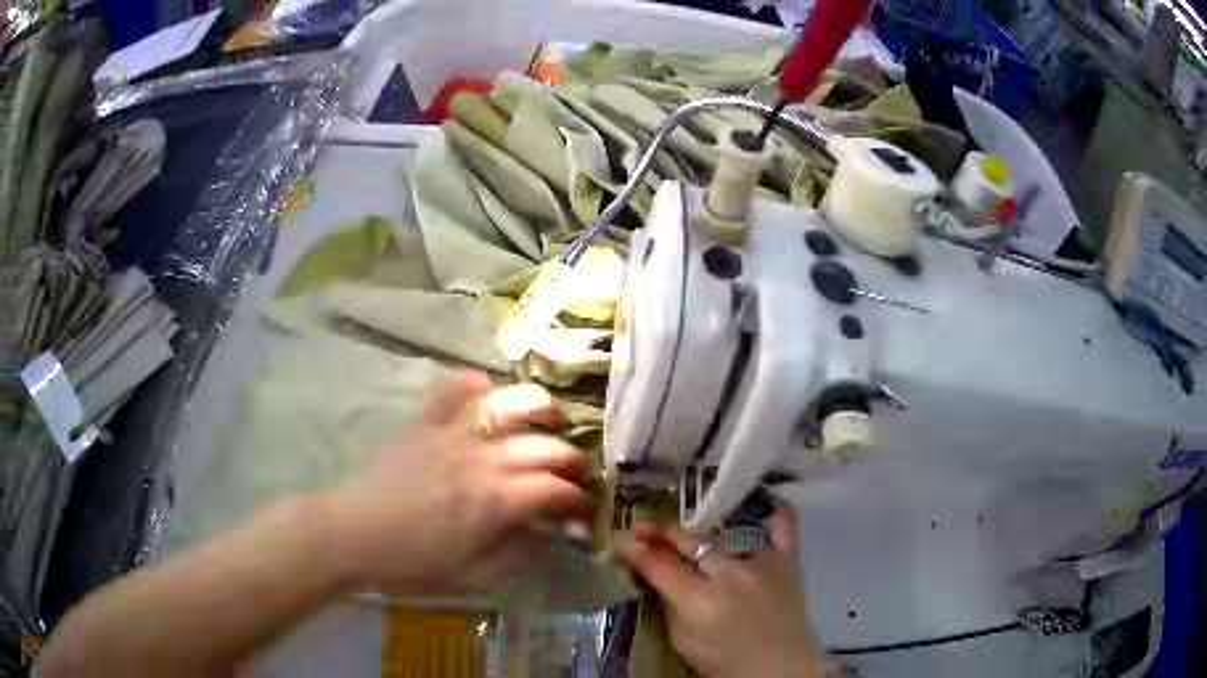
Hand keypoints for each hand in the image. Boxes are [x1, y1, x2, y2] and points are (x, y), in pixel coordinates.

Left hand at [325, 372, 591, 593]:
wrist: (351, 534)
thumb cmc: (409, 563)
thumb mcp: (470, 574)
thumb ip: (514, 551)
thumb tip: (546, 535)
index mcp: (495, 501)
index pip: (554, 491)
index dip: (579, 500)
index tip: (586, 509)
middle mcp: (482, 460)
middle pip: (543, 447)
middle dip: (571, 459)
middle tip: (577, 471)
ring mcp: (451, 436)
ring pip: (506, 406)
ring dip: (537, 406)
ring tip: (551, 414)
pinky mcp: (423, 425)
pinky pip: (448, 392)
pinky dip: (467, 383)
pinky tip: (482, 384)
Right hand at [614, 501, 819, 677]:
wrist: (779, 669)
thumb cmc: (725, 662)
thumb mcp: (684, 641)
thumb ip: (669, 604)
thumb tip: (653, 575)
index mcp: (701, 600)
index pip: (658, 565)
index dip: (632, 551)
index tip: (616, 541)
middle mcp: (731, 574)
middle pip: (688, 541)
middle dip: (658, 533)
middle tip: (641, 530)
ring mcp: (762, 562)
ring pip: (725, 529)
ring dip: (700, 526)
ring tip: (686, 527)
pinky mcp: (788, 560)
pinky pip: (784, 524)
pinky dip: (772, 509)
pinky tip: (759, 501)